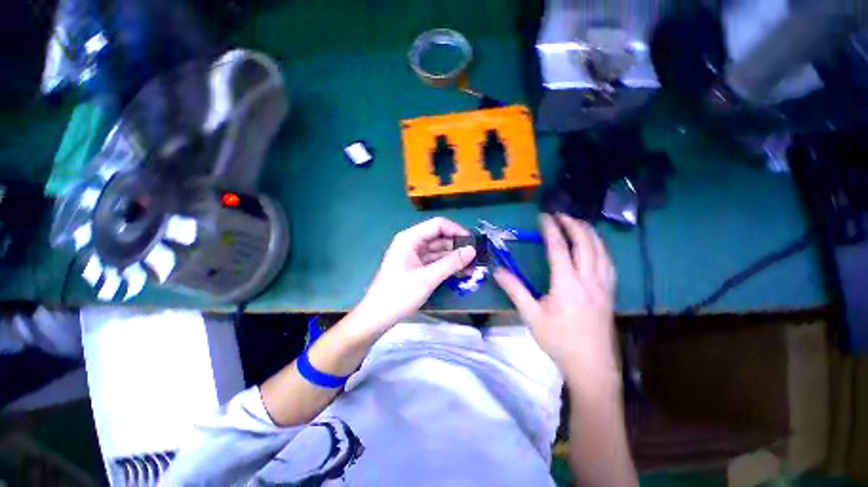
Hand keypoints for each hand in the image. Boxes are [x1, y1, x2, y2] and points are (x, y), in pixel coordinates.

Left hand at [357, 217, 475, 332]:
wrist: (377, 317)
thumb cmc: (399, 294)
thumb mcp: (428, 278)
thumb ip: (451, 263)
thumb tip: (472, 250)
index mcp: (410, 238)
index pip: (438, 225)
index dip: (456, 230)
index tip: (473, 242)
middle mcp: (412, 243)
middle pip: (439, 237)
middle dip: (457, 246)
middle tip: (476, 257)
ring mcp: (413, 255)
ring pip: (438, 250)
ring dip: (454, 257)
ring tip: (472, 266)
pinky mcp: (415, 267)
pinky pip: (434, 261)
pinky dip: (446, 265)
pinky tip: (460, 272)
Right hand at [494, 214, 617, 384]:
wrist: (592, 366)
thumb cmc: (559, 340)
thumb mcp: (531, 315)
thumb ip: (514, 290)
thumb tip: (497, 271)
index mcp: (567, 283)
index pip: (559, 247)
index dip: (551, 229)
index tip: (544, 216)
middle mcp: (588, 279)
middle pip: (585, 243)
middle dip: (573, 225)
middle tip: (561, 214)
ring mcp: (603, 285)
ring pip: (601, 251)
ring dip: (589, 233)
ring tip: (579, 223)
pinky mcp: (610, 293)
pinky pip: (609, 263)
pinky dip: (601, 248)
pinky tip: (596, 247)